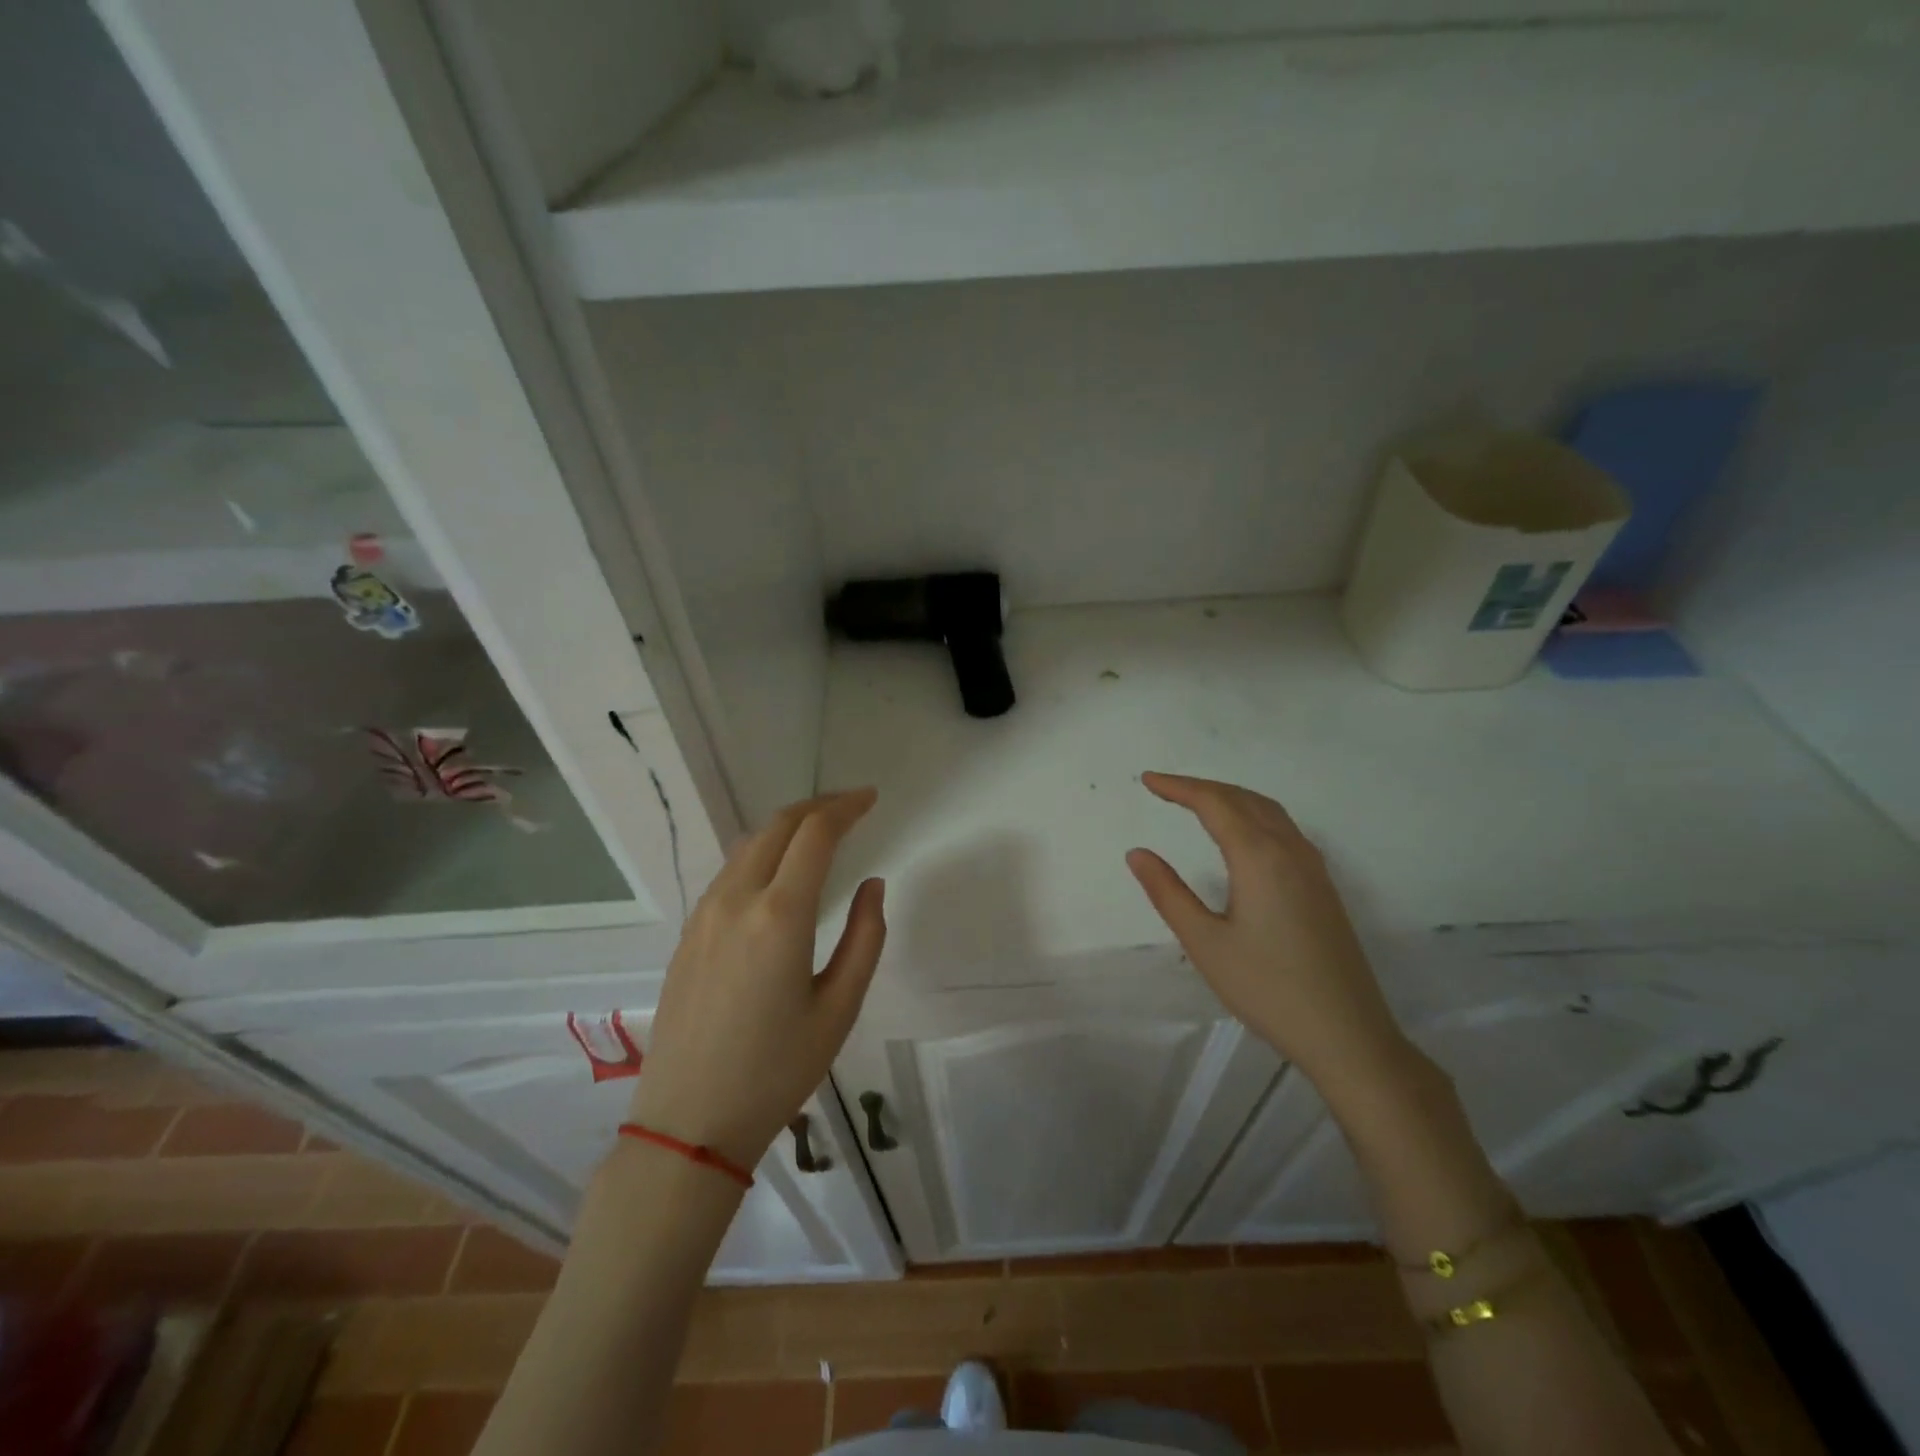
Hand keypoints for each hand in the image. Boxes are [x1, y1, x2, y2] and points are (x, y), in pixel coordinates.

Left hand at [627, 789, 885, 1170]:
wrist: (689, 1123)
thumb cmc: (776, 1071)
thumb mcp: (839, 1009)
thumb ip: (865, 938)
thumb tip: (872, 885)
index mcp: (780, 915)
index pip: (815, 834)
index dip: (846, 807)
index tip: (871, 799)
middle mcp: (737, 900)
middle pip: (778, 826)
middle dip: (817, 806)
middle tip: (851, 806)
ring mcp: (705, 914)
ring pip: (749, 845)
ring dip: (787, 827)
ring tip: (820, 832)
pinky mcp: (689, 933)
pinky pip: (730, 873)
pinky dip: (762, 853)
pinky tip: (779, 873)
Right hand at [1126, 772, 1409, 1082]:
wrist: (1347, 1034)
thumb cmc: (1267, 988)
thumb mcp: (1205, 942)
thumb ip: (1168, 893)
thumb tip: (1137, 853)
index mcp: (1259, 857)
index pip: (1214, 803)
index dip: (1179, 787)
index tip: (1148, 781)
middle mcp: (1290, 850)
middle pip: (1243, 799)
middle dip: (1202, 787)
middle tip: (1165, 788)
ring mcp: (1312, 867)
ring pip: (1268, 811)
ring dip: (1230, 797)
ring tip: (1197, 802)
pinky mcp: (1323, 886)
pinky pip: (1284, 829)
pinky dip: (1253, 815)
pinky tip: (1243, 835)